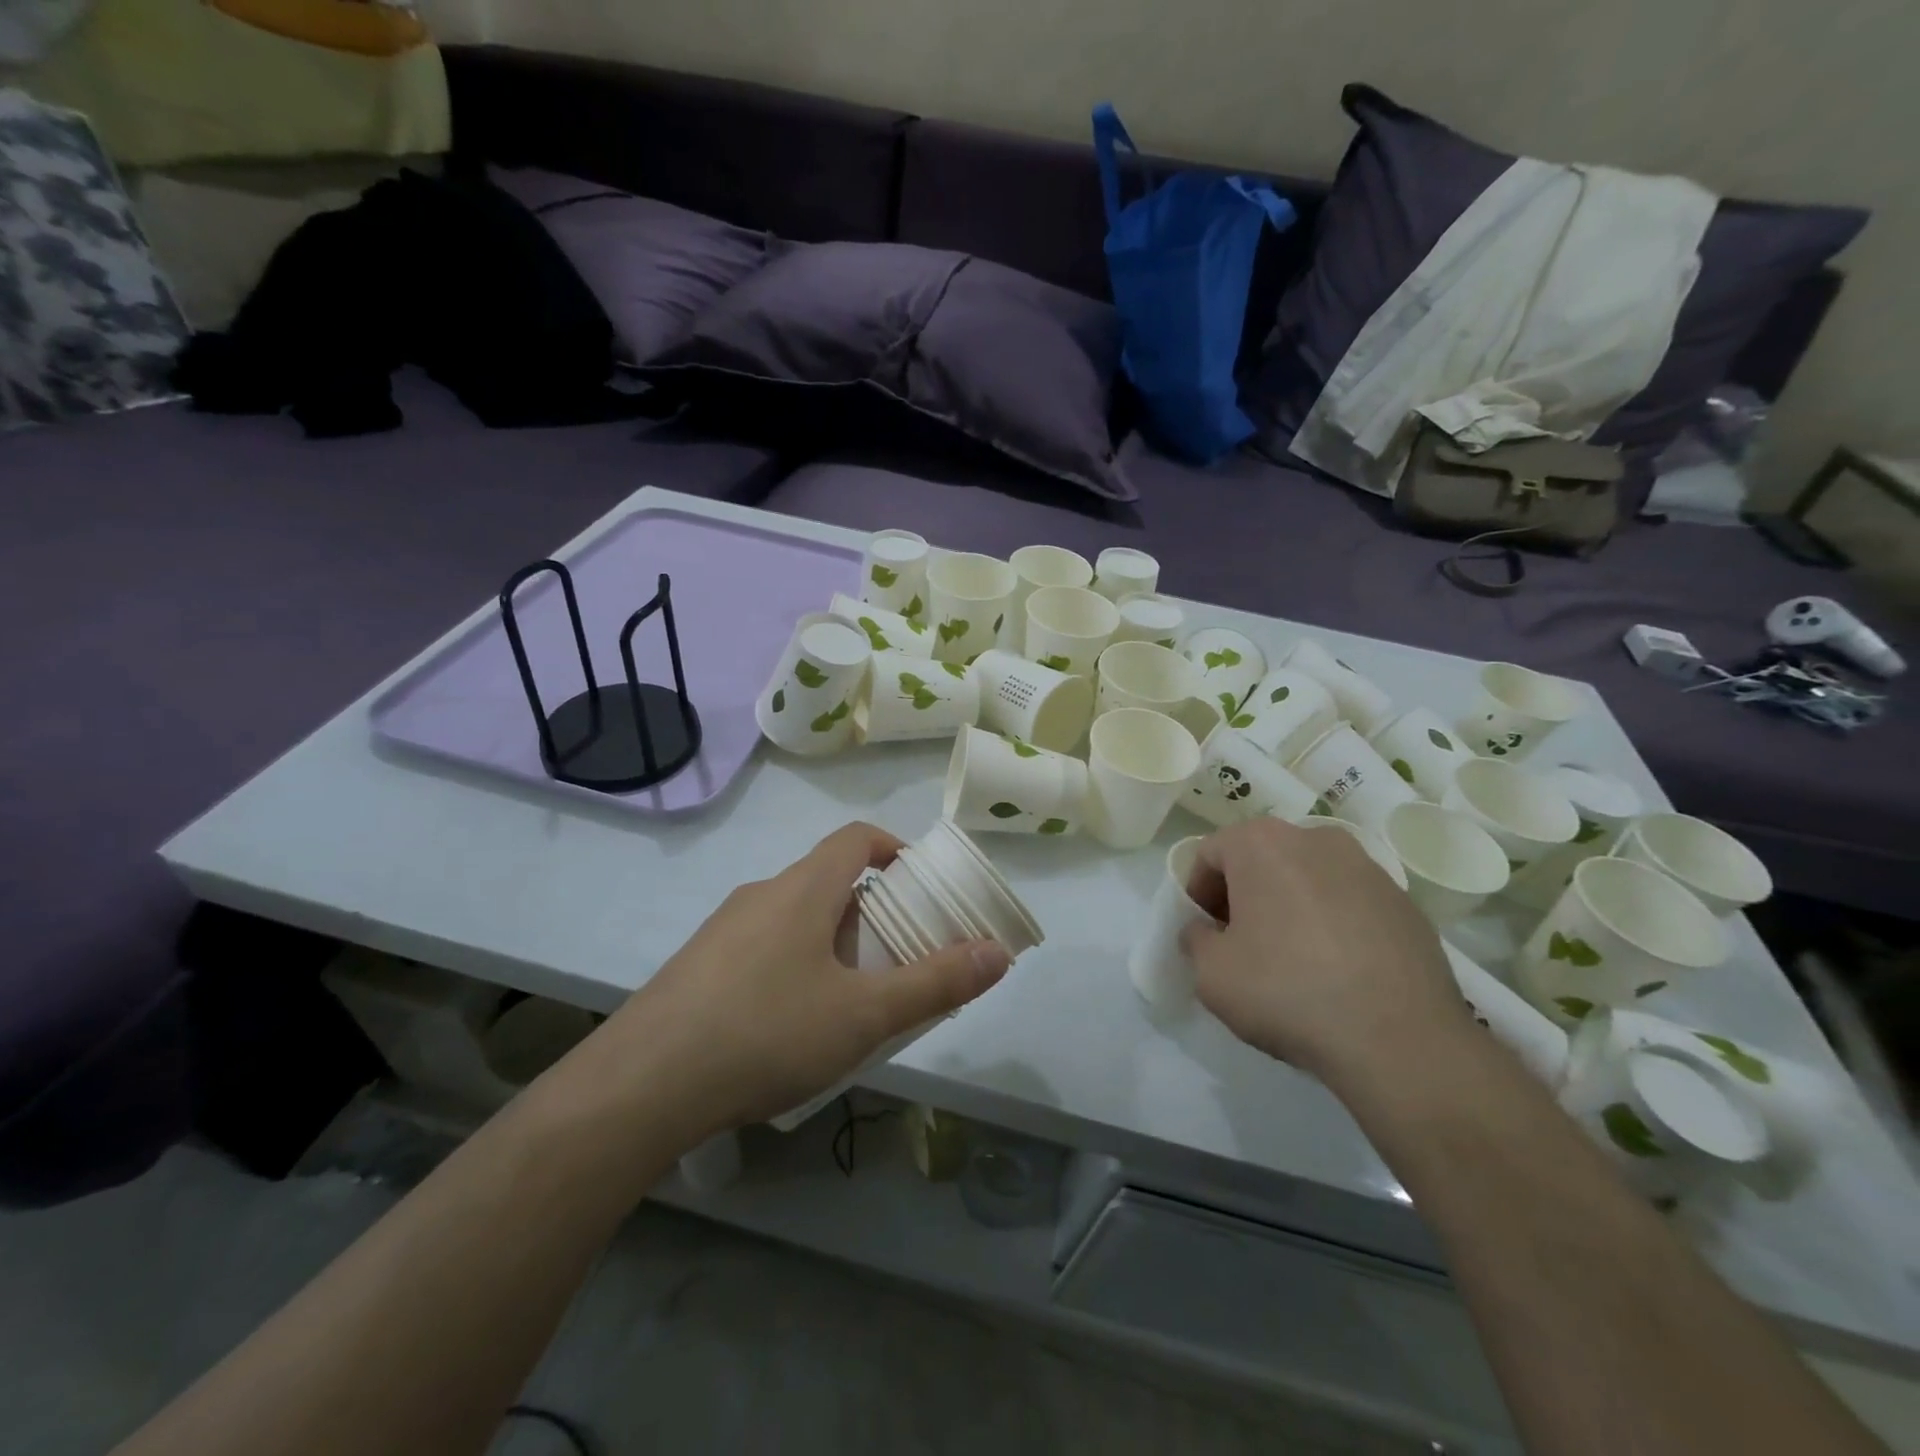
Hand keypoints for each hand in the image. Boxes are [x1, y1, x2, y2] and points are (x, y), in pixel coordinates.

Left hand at [579, 823, 1009, 1140]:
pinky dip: (791, 963)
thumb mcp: (864, 1015)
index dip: (894, 849)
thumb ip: (935, 982)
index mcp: (802, 889)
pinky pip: (759, 946)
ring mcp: (721, 929)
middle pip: (827, 879)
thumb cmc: (766, 1033)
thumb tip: (999, 951)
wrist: (640, 1086)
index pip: (856, 838)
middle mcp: (760, 894)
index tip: (919, 885)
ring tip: (849, 998)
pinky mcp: (696, 965)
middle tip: (895, 956)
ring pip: (792, 915)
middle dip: (869, 909)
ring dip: (829, 939)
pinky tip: (789, 1025)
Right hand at [1181, 818, 1470, 1085]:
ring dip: (1290, 905)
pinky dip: (1332, 923)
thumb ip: (1196, 940)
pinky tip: (1336, 970)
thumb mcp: (1211, 974)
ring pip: (1308, 877)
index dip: (1198, 892)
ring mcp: (1367, 867)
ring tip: (1292, 958)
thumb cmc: (1287, 991)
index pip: (1211, 854)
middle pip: (1261, 858)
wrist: (1401, 1040)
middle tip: (1241, 942)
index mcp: (1262, 843)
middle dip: (1244, 894)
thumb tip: (1207, 932)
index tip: (1205, 931)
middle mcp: (1315, 839)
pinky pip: (1349, 902)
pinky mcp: (1405, 901)